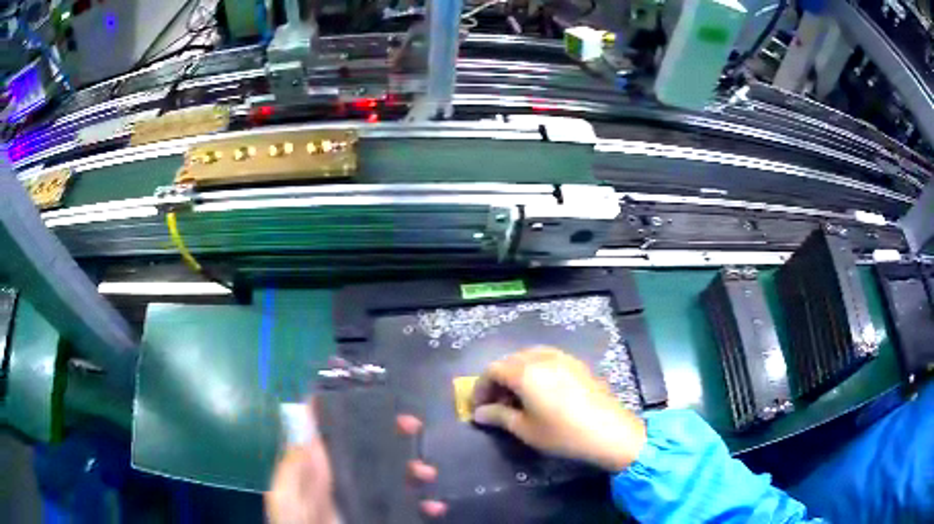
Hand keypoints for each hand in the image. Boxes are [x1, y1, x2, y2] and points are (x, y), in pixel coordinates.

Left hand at [265, 403, 446, 523]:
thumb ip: (300, 460)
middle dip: (400, 437)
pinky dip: (427, 505)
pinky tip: (434, 506)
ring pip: (401, 478)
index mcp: (326, 469)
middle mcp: (352, 481)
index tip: (384, 405)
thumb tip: (308, 411)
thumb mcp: (290, 491)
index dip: (368, 419)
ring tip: (427, 474)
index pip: (348, 438)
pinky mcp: (386, 517)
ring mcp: (371, 501)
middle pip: (379, 453)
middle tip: (413, 426)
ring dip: (418, 471)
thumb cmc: (299, 521)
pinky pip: (411, 508)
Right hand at [471, 347, 646, 472]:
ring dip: (516, 374)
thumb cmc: (562, 433)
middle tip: (495, 404)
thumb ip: (498, 417)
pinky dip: (534, 370)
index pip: (492, 371)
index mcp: (525, 372)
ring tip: (516, 398)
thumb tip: (479, 414)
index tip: (478, 408)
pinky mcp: (576, 363)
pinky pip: (546, 359)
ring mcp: (562, 357)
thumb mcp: (525, 429)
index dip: (480, 388)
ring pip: (528, 357)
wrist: (608, 431)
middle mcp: (541, 358)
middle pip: (509, 361)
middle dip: (497, 381)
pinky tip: (540, 391)